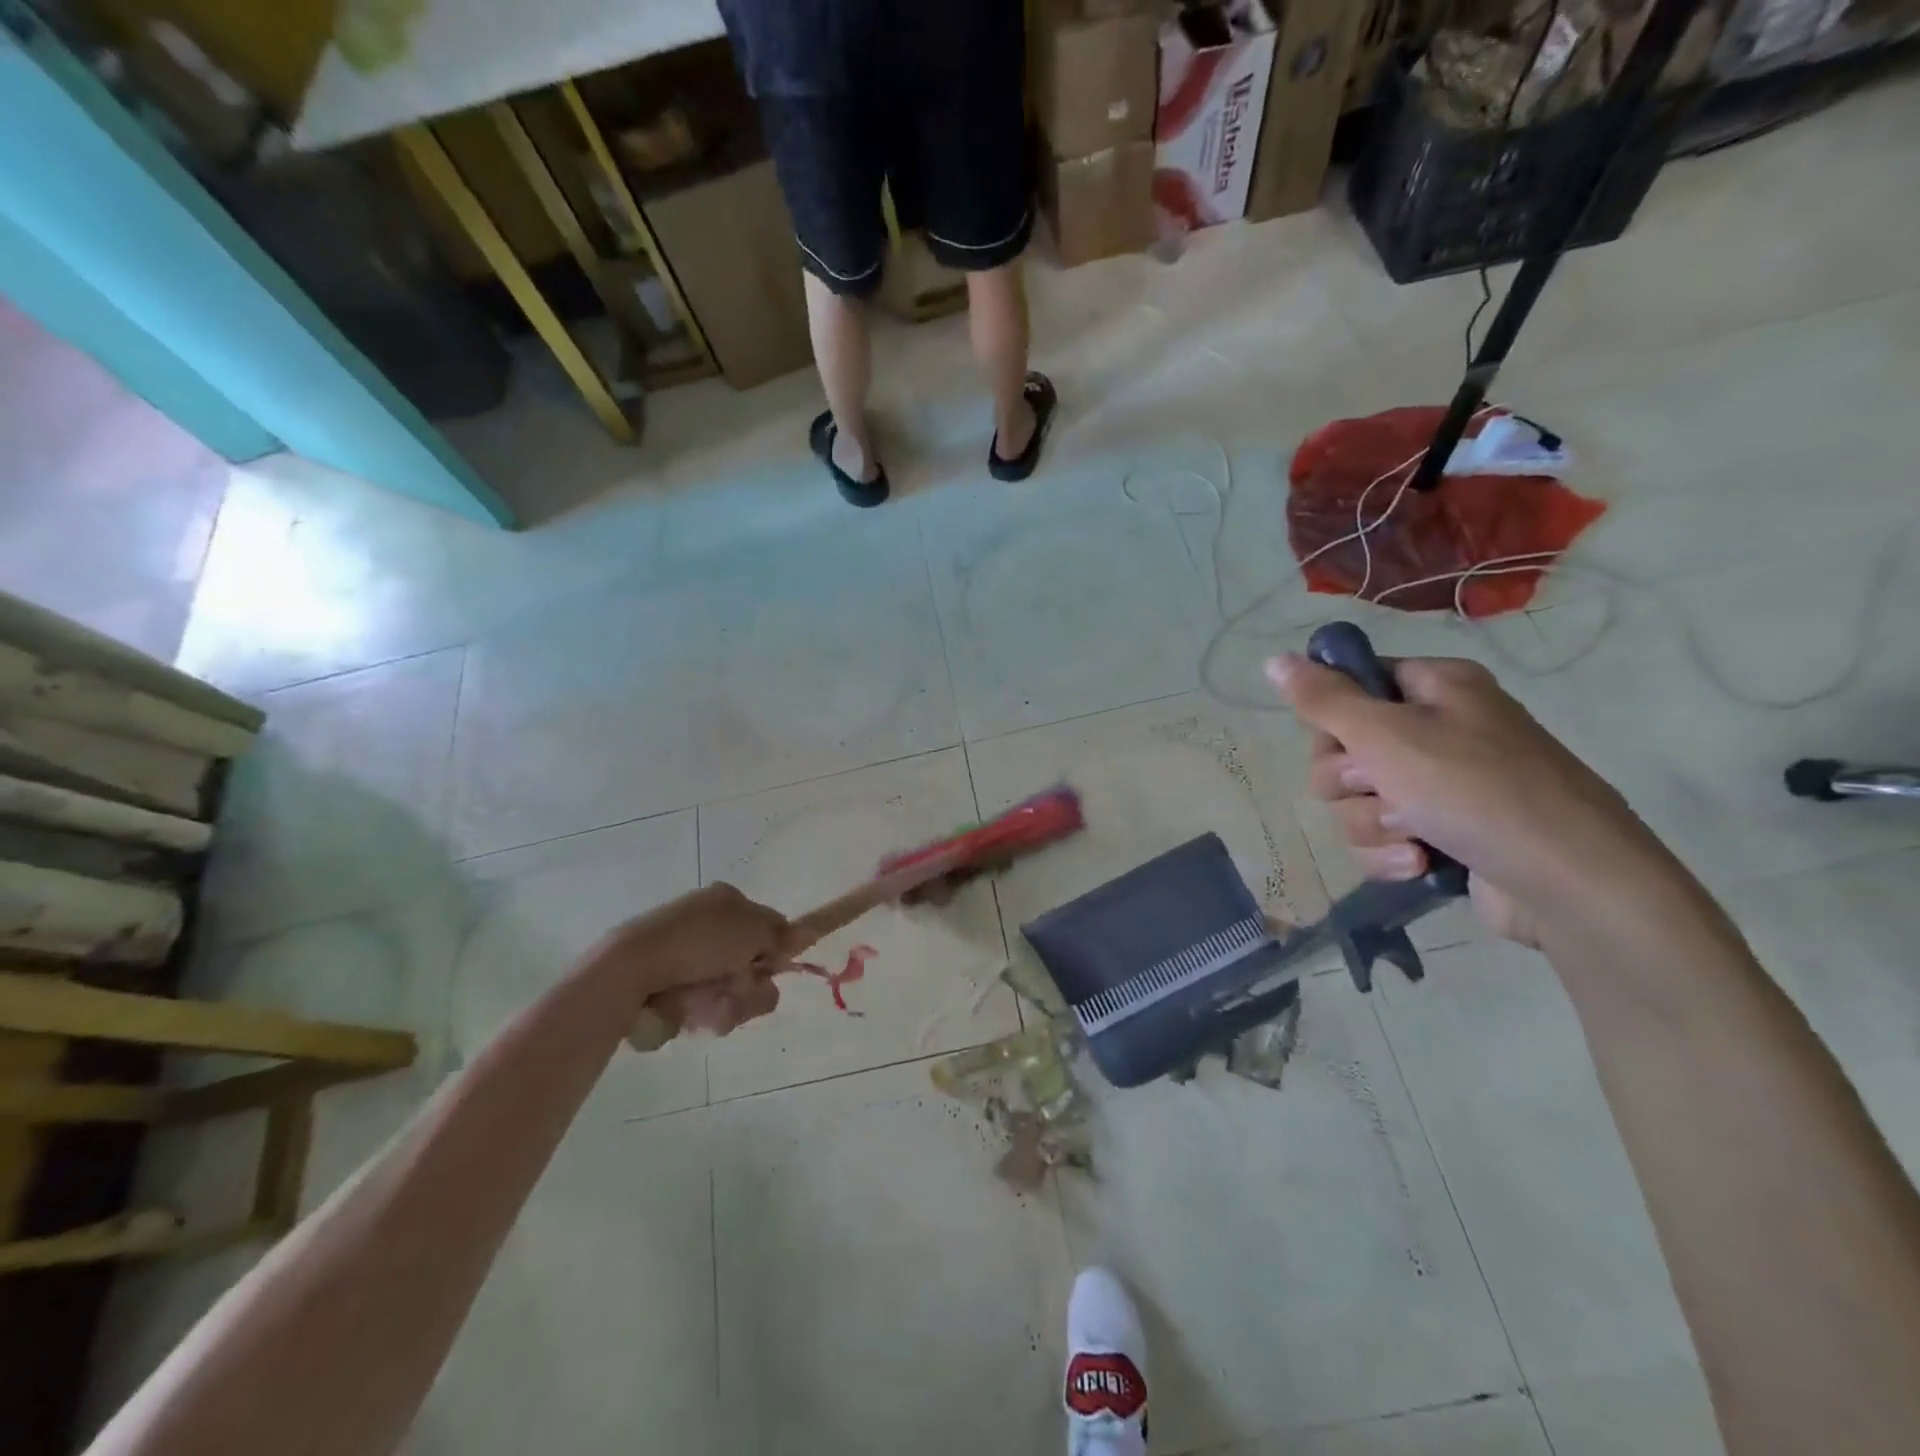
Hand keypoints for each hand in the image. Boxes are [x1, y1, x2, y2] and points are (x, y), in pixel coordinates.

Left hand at [594, 883, 788, 1039]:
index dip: (775, 953)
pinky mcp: (672, 988)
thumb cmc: (698, 941)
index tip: (769, 968)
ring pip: (733, 992)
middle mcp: (710, 927)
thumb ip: (782, 933)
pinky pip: (706, 1007)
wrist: (632, 968)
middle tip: (735, 990)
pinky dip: (705, 1013)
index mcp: (727, 902)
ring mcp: (690, 959)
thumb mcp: (752, 929)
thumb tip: (807, 932)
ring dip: (731, 1004)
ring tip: (709, 1007)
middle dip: (750, 987)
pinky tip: (692, 1013)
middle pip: (754, 967)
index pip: (770, 929)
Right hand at [1266, 652, 1677, 944]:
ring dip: (1372, 824)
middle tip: (1383, 789)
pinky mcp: (1442, 836)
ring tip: (1414, 835)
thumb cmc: (1476, 790)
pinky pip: (1380, 839)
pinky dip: (1391, 854)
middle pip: (1342, 750)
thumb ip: (1323, 699)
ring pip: (1355, 802)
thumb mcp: (1387, 734)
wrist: (1570, 883)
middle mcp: (1437, 730)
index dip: (1334, 718)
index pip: (1350, 686)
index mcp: (1434, 688)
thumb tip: (1272, 659)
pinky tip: (1420, 864)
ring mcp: (1441, 786)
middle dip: (1351, 782)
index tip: (1345, 741)